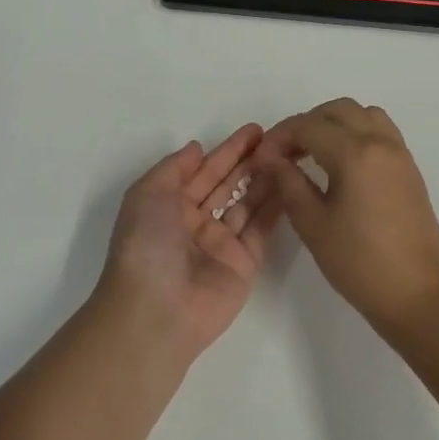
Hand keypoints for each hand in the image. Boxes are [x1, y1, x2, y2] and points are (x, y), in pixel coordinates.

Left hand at [93, 125, 281, 358]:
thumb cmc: (146, 244)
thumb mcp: (147, 194)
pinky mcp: (245, 263)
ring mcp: (222, 243)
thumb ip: (174, 167)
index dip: (228, 150)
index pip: (204, 170)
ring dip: (266, 179)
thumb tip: (196, 148)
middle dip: (251, 161)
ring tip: (290, 155)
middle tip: (280, 138)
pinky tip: (292, 184)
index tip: (255, 130)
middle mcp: (196, 222)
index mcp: (169, 205)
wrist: (156, 310)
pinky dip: (276, 207)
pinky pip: (261, 229)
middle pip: (228, 184)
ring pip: (248, 203)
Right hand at [252, 98, 438, 332]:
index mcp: (355, 153)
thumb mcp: (313, 224)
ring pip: (363, 115)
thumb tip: (269, 157)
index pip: (308, 126)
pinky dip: (356, 134)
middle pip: (337, 110)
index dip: (279, 137)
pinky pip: (381, 132)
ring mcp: (400, 154)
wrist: (418, 296)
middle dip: (306, 124)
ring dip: (334, 124)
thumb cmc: (359, 263)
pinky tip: (341, 166)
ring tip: (313, 154)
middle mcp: (381, 143)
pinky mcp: (409, 170)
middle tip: (285, 154)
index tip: (262, 159)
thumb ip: (288, 182)